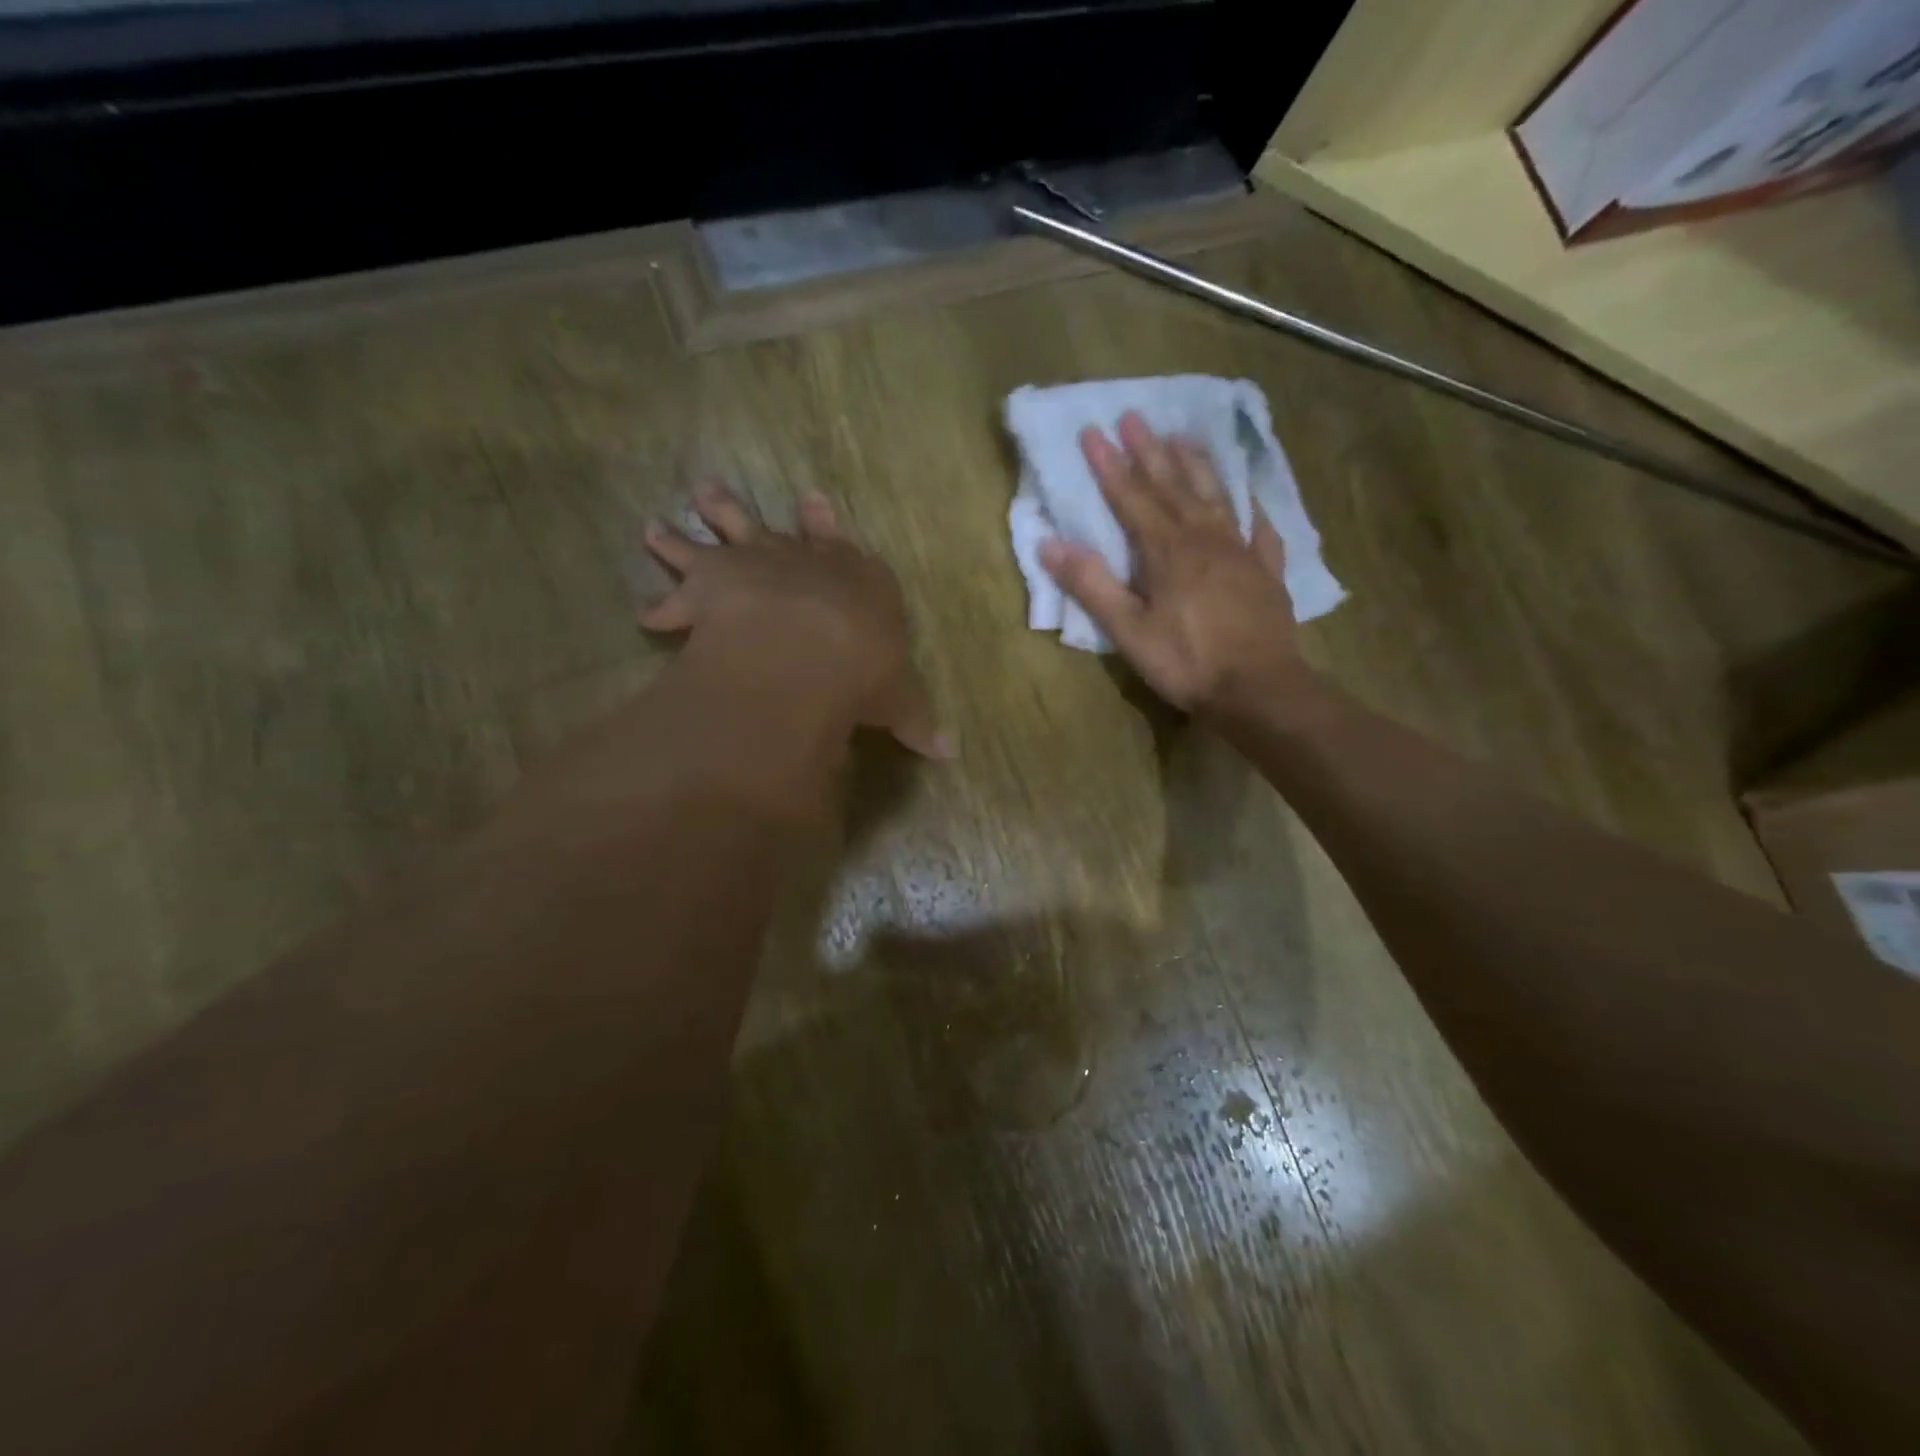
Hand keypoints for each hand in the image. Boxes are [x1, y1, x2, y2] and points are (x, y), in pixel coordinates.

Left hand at [642, 481, 950, 758]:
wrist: (810, 649)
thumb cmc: (866, 666)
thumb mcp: (900, 698)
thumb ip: (916, 719)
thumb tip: (949, 753)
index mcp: (857, 578)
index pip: (844, 546)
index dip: (828, 528)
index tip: (813, 502)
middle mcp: (804, 560)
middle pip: (773, 529)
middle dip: (747, 512)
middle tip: (712, 491)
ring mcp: (756, 563)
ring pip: (718, 536)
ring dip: (688, 534)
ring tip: (656, 526)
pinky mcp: (712, 584)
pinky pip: (679, 591)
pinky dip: (663, 605)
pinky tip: (647, 615)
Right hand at [1038, 413, 1313, 718]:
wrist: (1259, 689)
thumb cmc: (1186, 661)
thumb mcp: (1128, 630)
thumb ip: (1091, 585)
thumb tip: (1050, 544)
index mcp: (1167, 551)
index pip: (1132, 498)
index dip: (1110, 466)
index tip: (1093, 431)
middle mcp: (1205, 538)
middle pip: (1173, 486)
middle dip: (1150, 451)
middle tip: (1135, 416)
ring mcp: (1241, 551)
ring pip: (1216, 496)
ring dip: (1197, 465)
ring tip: (1184, 436)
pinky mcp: (1267, 572)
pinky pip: (1260, 529)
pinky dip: (1250, 508)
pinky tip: (1249, 499)